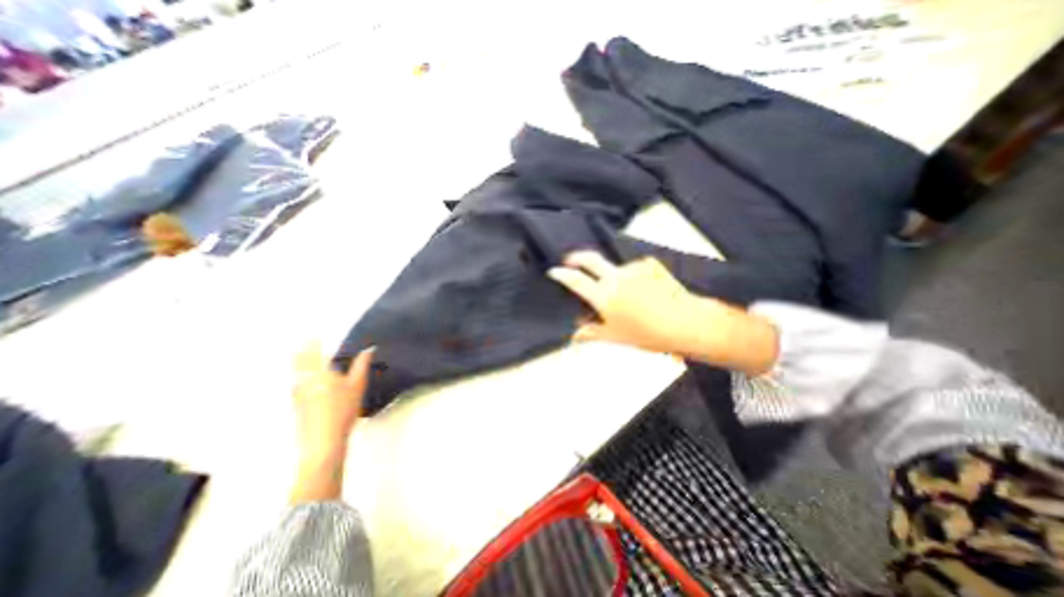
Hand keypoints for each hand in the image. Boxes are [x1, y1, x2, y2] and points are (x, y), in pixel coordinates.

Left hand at [289, 345, 372, 502]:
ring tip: (306, 356)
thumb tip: (369, 349)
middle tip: (307, 340)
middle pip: (299, 359)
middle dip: (303, 349)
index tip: (314, 332)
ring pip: (295, 371)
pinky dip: (300, 374)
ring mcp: (296, 392)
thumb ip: (362, 365)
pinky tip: (307, 378)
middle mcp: (303, 379)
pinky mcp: (295, 403)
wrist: (322, 441)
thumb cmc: (343, 410)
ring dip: (299, 361)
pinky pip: (296, 382)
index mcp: (319, 372)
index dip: (313, 340)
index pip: (312, 350)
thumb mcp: (358, 385)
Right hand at [554, 250, 779, 371]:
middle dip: (576, 257)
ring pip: (614, 267)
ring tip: (623, 293)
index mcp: (604, 295)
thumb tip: (574, 336)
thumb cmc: (647, 334)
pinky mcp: (649, 265)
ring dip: (611, 275)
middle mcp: (615, 277)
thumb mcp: (615, 337)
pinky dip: (631, 277)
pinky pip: (633, 269)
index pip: (576, 280)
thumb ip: (591, 333)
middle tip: (570, 260)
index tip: (554, 271)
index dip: (562, 274)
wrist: (686, 323)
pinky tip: (641, 289)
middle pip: (590, 258)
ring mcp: (633, 268)